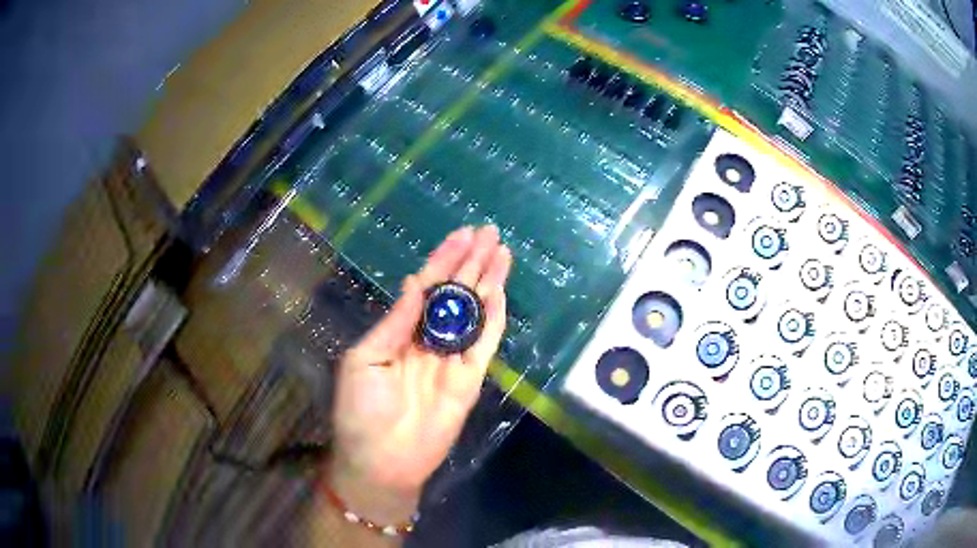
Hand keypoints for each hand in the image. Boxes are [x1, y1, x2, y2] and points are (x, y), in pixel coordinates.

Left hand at [328, 226, 511, 522]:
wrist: (382, 459)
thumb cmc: (361, 410)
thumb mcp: (364, 360)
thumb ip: (394, 322)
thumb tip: (414, 282)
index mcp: (400, 331)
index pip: (426, 286)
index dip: (444, 259)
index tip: (462, 234)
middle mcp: (428, 339)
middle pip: (455, 293)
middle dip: (472, 262)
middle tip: (490, 232)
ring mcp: (451, 358)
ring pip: (474, 312)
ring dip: (488, 282)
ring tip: (502, 252)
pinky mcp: (470, 379)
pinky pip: (484, 344)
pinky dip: (494, 319)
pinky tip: (500, 292)